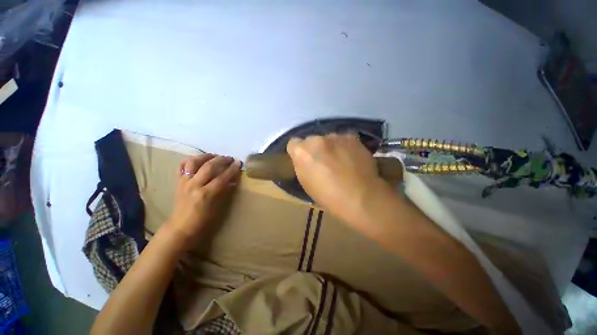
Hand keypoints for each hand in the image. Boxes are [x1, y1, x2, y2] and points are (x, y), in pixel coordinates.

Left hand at [165, 154, 240, 246]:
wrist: (181, 227)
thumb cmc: (203, 220)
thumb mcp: (218, 208)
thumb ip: (225, 192)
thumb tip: (233, 181)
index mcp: (206, 194)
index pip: (222, 177)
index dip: (232, 169)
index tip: (239, 163)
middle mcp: (194, 185)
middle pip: (209, 167)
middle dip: (221, 160)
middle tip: (229, 158)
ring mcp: (184, 182)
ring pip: (194, 162)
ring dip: (205, 156)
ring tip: (214, 156)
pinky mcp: (178, 182)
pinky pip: (181, 166)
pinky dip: (190, 160)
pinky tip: (198, 160)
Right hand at [287, 134, 390, 220]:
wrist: (360, 197)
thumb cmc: (328, 196)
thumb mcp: (306, 184)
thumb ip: (303, 166)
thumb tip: (306, 159)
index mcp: (302, 152)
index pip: (293, 143)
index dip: (298, 151)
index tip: (306, 160)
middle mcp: (316, 139)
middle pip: (312, 140)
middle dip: (315, 149)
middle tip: (325, 161)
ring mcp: (335, 136)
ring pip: (328, 139)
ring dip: (331, 147)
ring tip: (341, 160)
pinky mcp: (351, 137)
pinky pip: (344, 139)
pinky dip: (345, 146)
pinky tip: (351, 158)